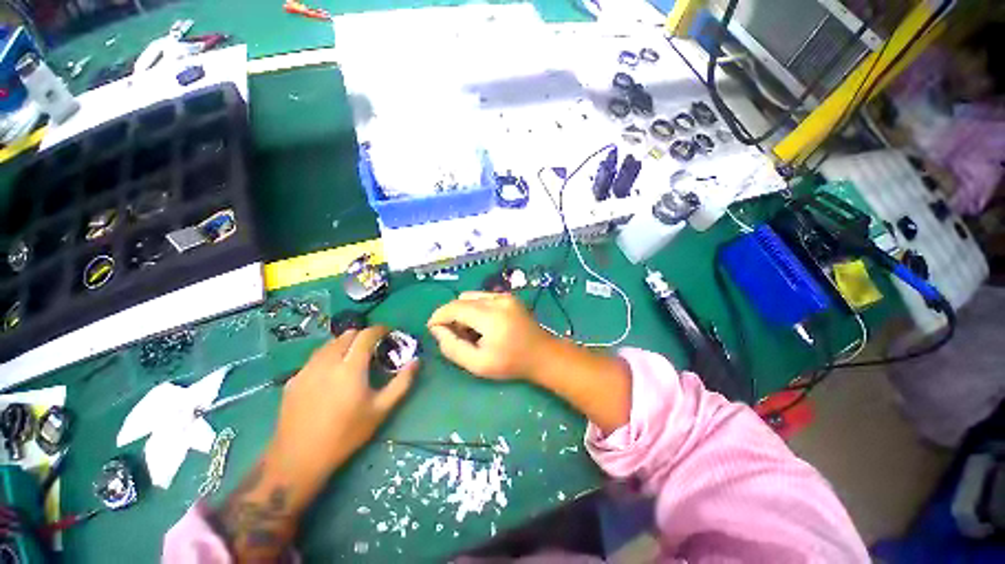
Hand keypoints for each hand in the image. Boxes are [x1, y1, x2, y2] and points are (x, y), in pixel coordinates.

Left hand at [269, 326, 417, 479]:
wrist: (299, 458)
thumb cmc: (346, 433)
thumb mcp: (381, 409)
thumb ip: (402, 382)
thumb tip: (416, 361)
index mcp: (351, 367)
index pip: (366, 335)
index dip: (380, 329)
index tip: (389, 332)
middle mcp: (327, 362)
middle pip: (347, 335)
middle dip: (363, 335)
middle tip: (373, 348)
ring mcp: (307, 369)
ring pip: (329, 344)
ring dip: (345, 344)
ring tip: (352, 359)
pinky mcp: (293, 379)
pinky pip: (315, 358)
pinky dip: (329, 357)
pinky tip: (331, 375)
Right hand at [427, 292, 554, 380]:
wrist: (542, 354)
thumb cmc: (511, 363)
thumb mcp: (478, 364)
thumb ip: (453, 347)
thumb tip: (436, 330)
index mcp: (491, 316)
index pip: (455, 307)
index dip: (439, 316)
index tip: (432, 329)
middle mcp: (498, 300)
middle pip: (461, 300)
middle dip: (451, 315)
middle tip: (454, 335)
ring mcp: (505, 296)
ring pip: (471, 296)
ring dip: (463, 311)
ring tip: (470, 331)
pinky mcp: (509, 296)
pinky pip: (482, 297)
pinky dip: (475, 308)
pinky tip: (483, 324)